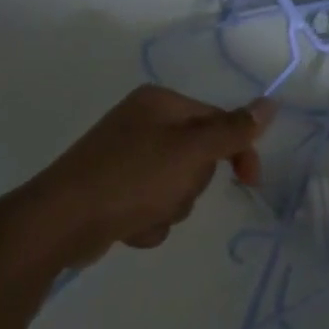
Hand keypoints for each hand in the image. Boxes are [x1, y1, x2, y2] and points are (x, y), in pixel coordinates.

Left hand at [13, 87, 275, 267]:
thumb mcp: (191, 152)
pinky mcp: (113, 188)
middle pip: (200, 156)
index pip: (219, 120)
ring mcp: (126, 157)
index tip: (250, 181)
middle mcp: (143, 123)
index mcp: (160, 103)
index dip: (238, 150)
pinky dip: (148, 218)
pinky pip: (152, 203)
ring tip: (146, 213)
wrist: (56, 224)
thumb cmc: (130, 179)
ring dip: (171, 206)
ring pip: (179, 185)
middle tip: (172, 192)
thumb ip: (233, 129)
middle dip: (192, 184)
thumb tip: (271, 103)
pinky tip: (129, 225)